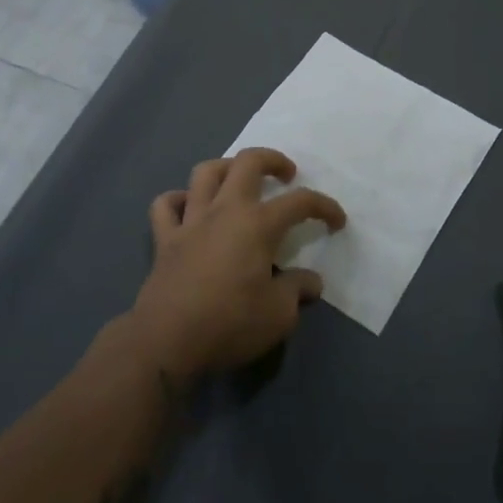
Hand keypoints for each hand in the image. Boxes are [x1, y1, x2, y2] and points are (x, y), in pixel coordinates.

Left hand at [128, 148, 345, 380]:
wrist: (166, 343)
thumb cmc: (230, 324)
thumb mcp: (279, 315)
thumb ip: (297, 290)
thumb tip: (311, 282)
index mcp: (258, 224)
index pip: (300, 202)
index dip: (324, 207)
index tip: (337, 221)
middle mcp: (225, 211)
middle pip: (248, 162)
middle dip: (272, 160)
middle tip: (286, 175)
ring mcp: (191, 221)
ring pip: (205, 173)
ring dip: (226, 168)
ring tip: (239, 180)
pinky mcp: (164, 239)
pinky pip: (166, 205)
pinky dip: (178, 200)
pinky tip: (189, 209)